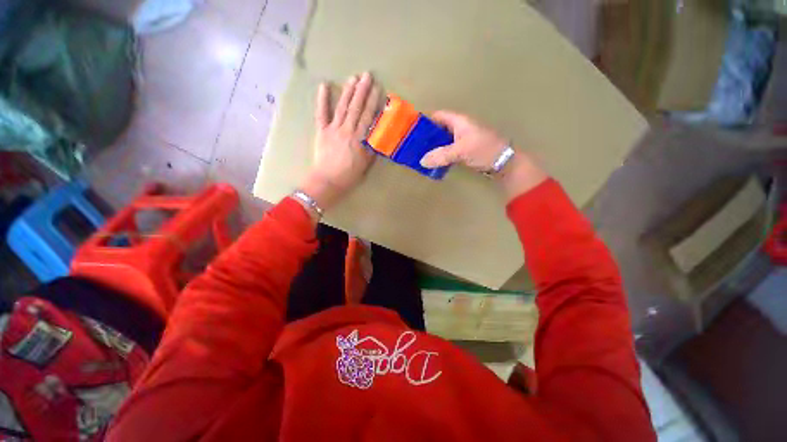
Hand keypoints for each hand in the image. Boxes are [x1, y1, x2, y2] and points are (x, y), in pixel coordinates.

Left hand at [300, 72, 380, 212]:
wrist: (328, 181)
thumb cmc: (349, 175)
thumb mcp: (365, 164)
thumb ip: (371, 149)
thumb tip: (376, 136)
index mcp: (358, 139)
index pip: (367, 116)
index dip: (372, 101)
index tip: (377, 88)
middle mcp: (346, 130)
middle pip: (355, 107)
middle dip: (362, 90)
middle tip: (367, 75)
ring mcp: (333, 129)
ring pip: (342, 107)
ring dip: (348, 91)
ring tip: (353, 78)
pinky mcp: (322, 131)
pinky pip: (321, 113)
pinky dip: (322, 100)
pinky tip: (324, 86)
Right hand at [420, 111, 547, 200]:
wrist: (504, 162)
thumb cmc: (483, 150)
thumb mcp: (460, 151)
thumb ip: (440, 155)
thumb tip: (422, 161)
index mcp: (459, 121)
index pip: (439, 116)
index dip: (426, 120)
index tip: (413, 129)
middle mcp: (460, 128)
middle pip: (440, 129)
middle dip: (428, 136)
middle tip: (415, 146)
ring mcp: (463, 140)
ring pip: (444, 141)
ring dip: (434, 147)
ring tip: (421, 155)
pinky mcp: (466, 151)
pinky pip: (449, 151)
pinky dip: (442, 155)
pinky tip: (434, 162)